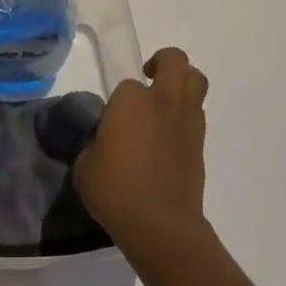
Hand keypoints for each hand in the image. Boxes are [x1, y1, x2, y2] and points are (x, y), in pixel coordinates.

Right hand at [74, 47, 208, 252]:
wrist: (160, 225)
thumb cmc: (116, 191)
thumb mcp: (85, 166)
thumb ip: (92, 144)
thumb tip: (102, 142)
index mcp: (131, 100)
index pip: (128, 83)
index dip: (120, 99)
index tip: (112, 120)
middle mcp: (163, 101)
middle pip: (175, 60)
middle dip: (164, 61)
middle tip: (150, 76)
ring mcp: (187, 120)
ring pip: (196, 81)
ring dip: (182, 83)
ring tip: (165, 103)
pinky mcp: (200, 142)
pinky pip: (197, 113)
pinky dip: (186, 115)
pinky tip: (170, 136)